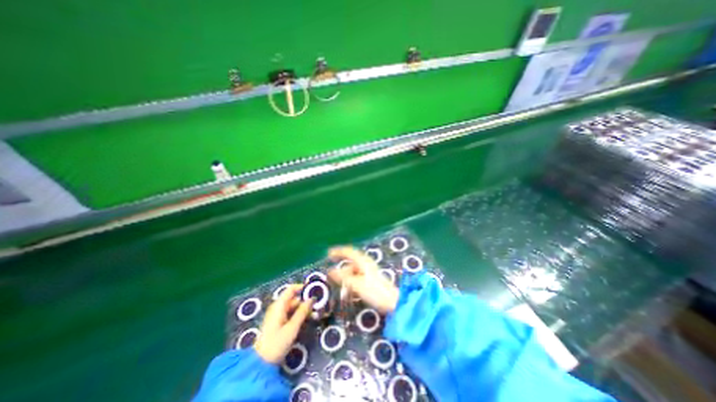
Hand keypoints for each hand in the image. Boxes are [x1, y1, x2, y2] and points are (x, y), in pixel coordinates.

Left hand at [257, 283, 313, 363]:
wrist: (260, 364)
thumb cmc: (276, 344)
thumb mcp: (292, 328)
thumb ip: (302, 312)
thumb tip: (312, 298)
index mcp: (279, 305)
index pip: (291, 289)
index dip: (302, 287)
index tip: (314, 289)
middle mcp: (277, 307)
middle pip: (294, 298)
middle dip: (305, 300)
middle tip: (318, 304)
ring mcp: (277, 315)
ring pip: (293, 306)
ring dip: (303, 308)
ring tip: (315, 313)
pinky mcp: (278, 322)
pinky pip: (290, 313)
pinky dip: (298, 314)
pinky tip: (307, 319)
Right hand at [327, 246, 399, 314]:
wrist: (392, 302)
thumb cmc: (374, 291)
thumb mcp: (356, 284)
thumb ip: (343, 277)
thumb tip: (330, 271)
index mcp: (363, 262)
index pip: (349, 252)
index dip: (338, 252)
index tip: (329, 254)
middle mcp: (366, 264)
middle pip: (351, 263)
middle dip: (341, 270)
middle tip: (331, 275)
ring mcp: (369, 272)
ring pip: (354, 271)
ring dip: (346, 278)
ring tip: (341, 289)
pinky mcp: (371, 279)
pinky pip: (357, 277)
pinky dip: (351, 282)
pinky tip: (349, 291)